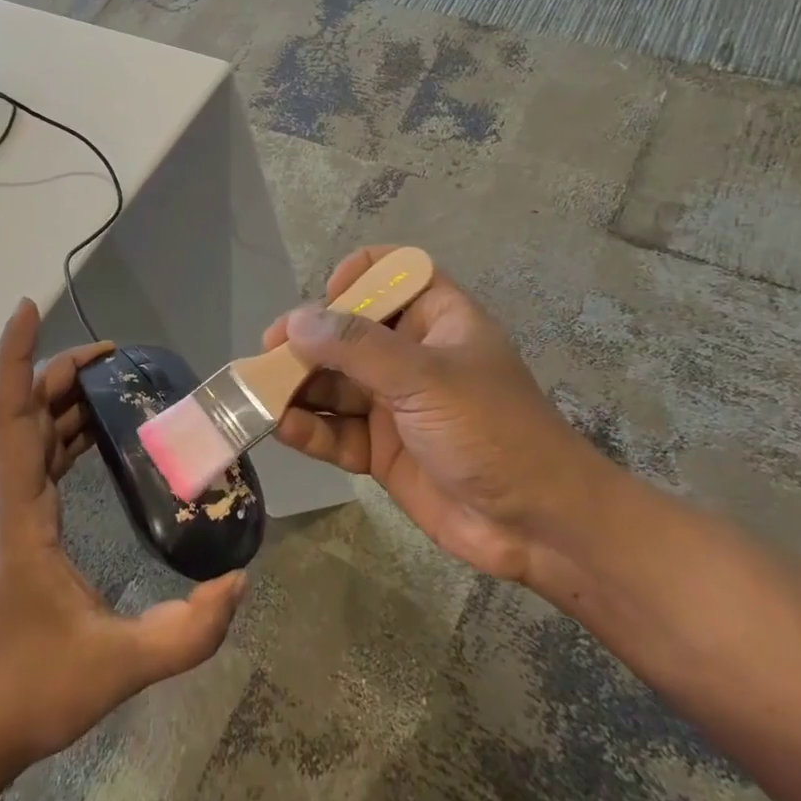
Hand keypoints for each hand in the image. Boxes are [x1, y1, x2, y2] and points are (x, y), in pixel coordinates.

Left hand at [0, 299, 247, 779]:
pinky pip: (36, 461)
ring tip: (114, 385)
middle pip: (25, 414)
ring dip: (64, 402)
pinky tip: (95, 439)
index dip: (14, 359)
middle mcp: (5, 503)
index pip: (11, 419)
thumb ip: (185, 634)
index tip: (25, 308)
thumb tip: (239, 582)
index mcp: (18, 517)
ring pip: (29, 436)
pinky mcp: (12, 532)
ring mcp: (5, 517)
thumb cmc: (24, 694)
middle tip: (117, 357)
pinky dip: (64, 435)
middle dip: (62, 373)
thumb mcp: (115, 669)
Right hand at [264, 246, 611, 583]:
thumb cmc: (493, 430)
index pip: (391, 273)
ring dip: (300, 388)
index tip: (326, 300)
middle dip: (308, 343)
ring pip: (335, 384)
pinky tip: (283, 429)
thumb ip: (358, 348)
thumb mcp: (426, 378)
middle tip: (268, 357)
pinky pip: (337, 431)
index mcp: (435, 318)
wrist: (539, 527)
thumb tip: (296, 321)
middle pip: (348, 332)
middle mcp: (411, 354)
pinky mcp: (383, 449)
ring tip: (261, 396)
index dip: (356, 276)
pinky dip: (310, 430)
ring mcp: (395, 402)